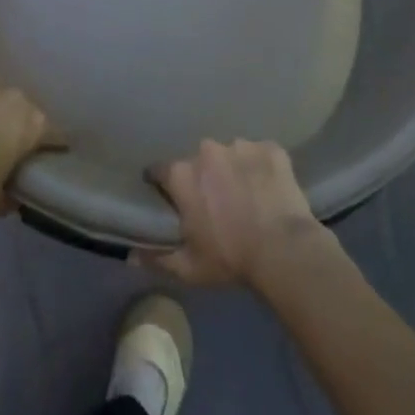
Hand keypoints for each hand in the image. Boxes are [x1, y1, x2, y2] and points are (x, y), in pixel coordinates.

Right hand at [134, 139, 334, 291]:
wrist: (283, 250)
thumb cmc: (230, 259)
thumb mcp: (189, 268)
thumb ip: (157, 258)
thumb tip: (131, 256)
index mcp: (183, 174)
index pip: (161, 171)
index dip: (163, 183)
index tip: (169, 196)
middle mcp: (208, 151)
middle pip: (199, 160)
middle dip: (204, 176)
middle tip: (216, 201)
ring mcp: (241, 145)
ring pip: (231, 154)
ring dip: (234, 169)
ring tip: (247, 194)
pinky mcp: (271, 148)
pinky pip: (261, 154)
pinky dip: (262, 167)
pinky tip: (269, 188)